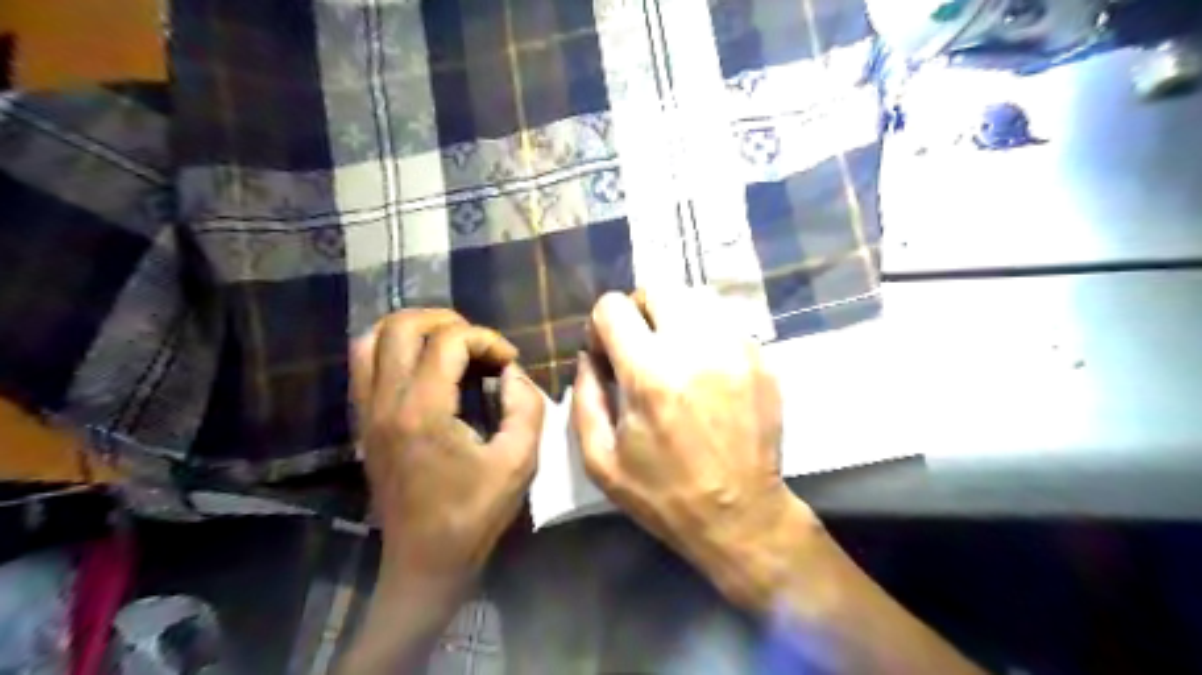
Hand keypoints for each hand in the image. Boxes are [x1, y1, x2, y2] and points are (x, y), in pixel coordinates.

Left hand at [350, 310, 542, 582]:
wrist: (425, 561)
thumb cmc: (475, 514)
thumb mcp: (519, 461)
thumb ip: (525, 406)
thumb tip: (512, 371)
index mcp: (423, 411)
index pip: (449, 341)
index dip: (487, 339)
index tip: (510, 361)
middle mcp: (385, 402)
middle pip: (401, 326)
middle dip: (447, 321)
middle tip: (479, 343)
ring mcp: (367, 412)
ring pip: (372, 339)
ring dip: (414, 329)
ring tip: (450, 343)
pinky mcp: (363, 423)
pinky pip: (364, 365)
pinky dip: (393, 349)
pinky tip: (424, 365)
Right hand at [573, 286, 816, 596]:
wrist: (741, 514)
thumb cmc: (663, 494)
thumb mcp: (601, 460)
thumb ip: (584, 398)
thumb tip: (588, 357)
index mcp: (650, 374)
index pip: (613, 307)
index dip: (601, 326)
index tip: (607, 355)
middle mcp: (695, 348)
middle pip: (658, 289)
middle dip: (639, 311)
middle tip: (640, 348)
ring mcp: (735, 349)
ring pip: (694, 300)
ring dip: (674, 320)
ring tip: (673, 357)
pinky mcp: (761, 358)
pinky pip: (723, 323)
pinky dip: (705, 335)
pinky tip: (704, 371)